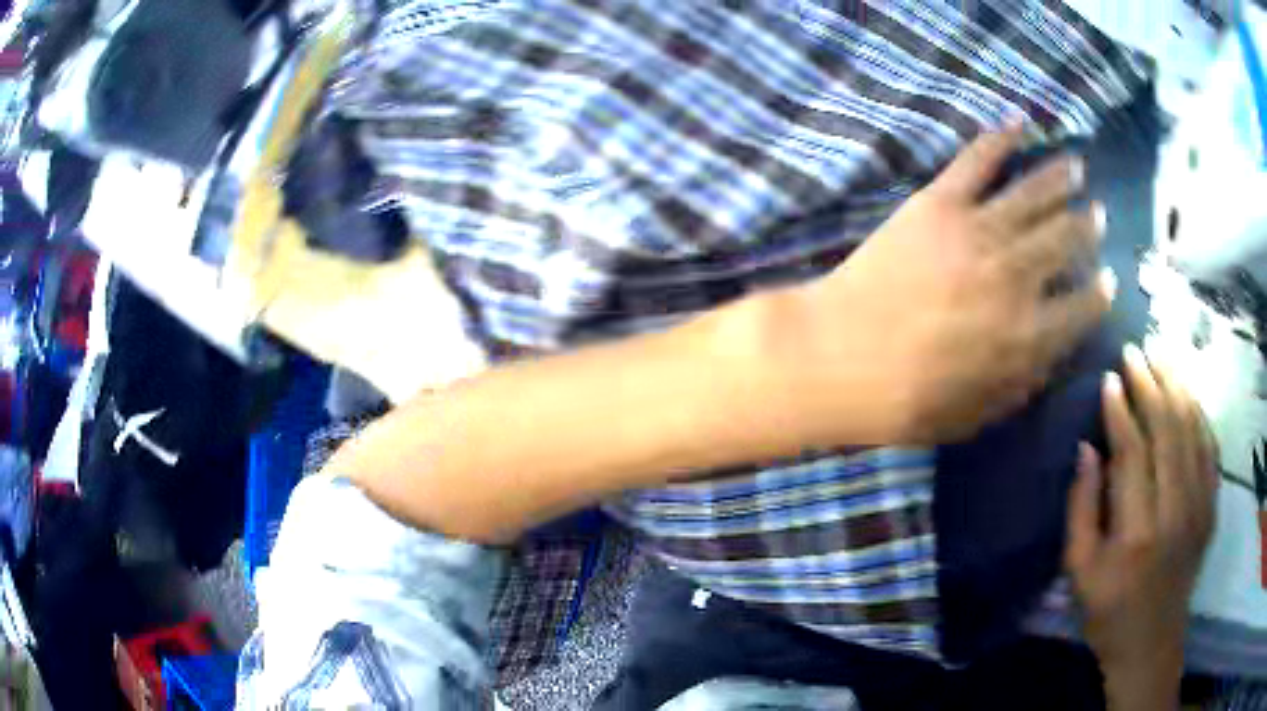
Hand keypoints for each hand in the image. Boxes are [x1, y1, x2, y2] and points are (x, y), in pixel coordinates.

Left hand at [767, 124, 1112, 444]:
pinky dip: (1001, 138)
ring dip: (1059, 177)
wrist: (837, 357)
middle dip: (1086, 226)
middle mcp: (1016, 276)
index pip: (1081, 308)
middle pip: (1065, 241)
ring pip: (1033, 194)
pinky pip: (979, 160)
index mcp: (1027, 335)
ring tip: (1077, 164)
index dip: (1099, 294)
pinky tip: (1020, 124)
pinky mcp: (940, 202)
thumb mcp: (975, 415)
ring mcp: (978, 231)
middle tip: (1098, 212)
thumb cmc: (904, 401)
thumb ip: (1022, 383)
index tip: (1109, 280)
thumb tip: (1055, 354)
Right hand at [1064, 346, 1217, 708]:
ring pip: (1193, 429)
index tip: (1110, 378)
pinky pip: (1210, 446)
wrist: (1151, 642)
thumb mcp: (1080, 574)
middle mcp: (1175, 512)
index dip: (1121, 412)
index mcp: (1137, 534)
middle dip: (1151, 384)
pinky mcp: (1212, 506)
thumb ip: (1081, 510)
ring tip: (1162, 353)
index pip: (1133, 454)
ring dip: (1177, 385)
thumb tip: (1086, 448)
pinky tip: (1188, 391)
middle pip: (1168, 430)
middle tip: (1135, 350)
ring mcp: (1199, 507)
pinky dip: (1199, 412)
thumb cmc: (1108, 613)